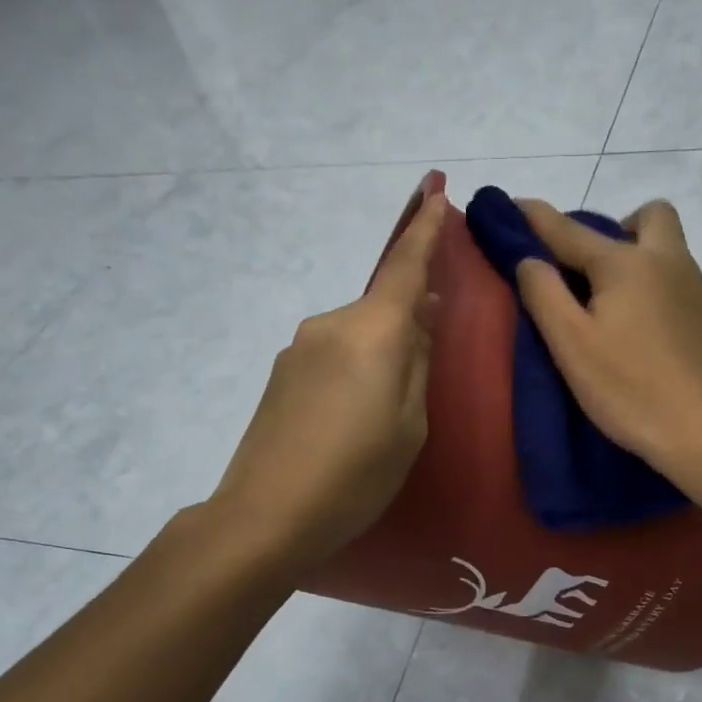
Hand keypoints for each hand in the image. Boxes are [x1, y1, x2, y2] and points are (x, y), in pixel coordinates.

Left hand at [212, 174, 446, 570]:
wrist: (266, 515)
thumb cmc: (357, 475)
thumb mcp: (410, 425)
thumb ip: (418, 362)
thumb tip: (420, 316)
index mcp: (374, 332)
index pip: (405, 266)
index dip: (424, 227)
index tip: (435, 186)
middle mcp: (332, 324)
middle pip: (383, 308)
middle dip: (409, 323)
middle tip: (426, 370)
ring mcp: (300, 347)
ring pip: (358, 335)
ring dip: (379, 354)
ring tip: (386, 411)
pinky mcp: (282, 372)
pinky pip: (334, 354)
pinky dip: (355, 369)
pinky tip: (354, 416)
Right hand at [515, 198, 701, 475]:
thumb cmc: (630, 390)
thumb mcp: (571, 345)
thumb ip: (544, 294)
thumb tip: (530, 258)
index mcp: (628, 265)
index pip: (570, 231)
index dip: (537, 218)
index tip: (515, 206)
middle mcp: (673, 264)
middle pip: (652, 217)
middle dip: (622, 228)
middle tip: (599, 272)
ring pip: (676, 258)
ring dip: (648, 268)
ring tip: (628, 320)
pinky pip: (692, 297)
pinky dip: (671, 306)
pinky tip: (662, 347)